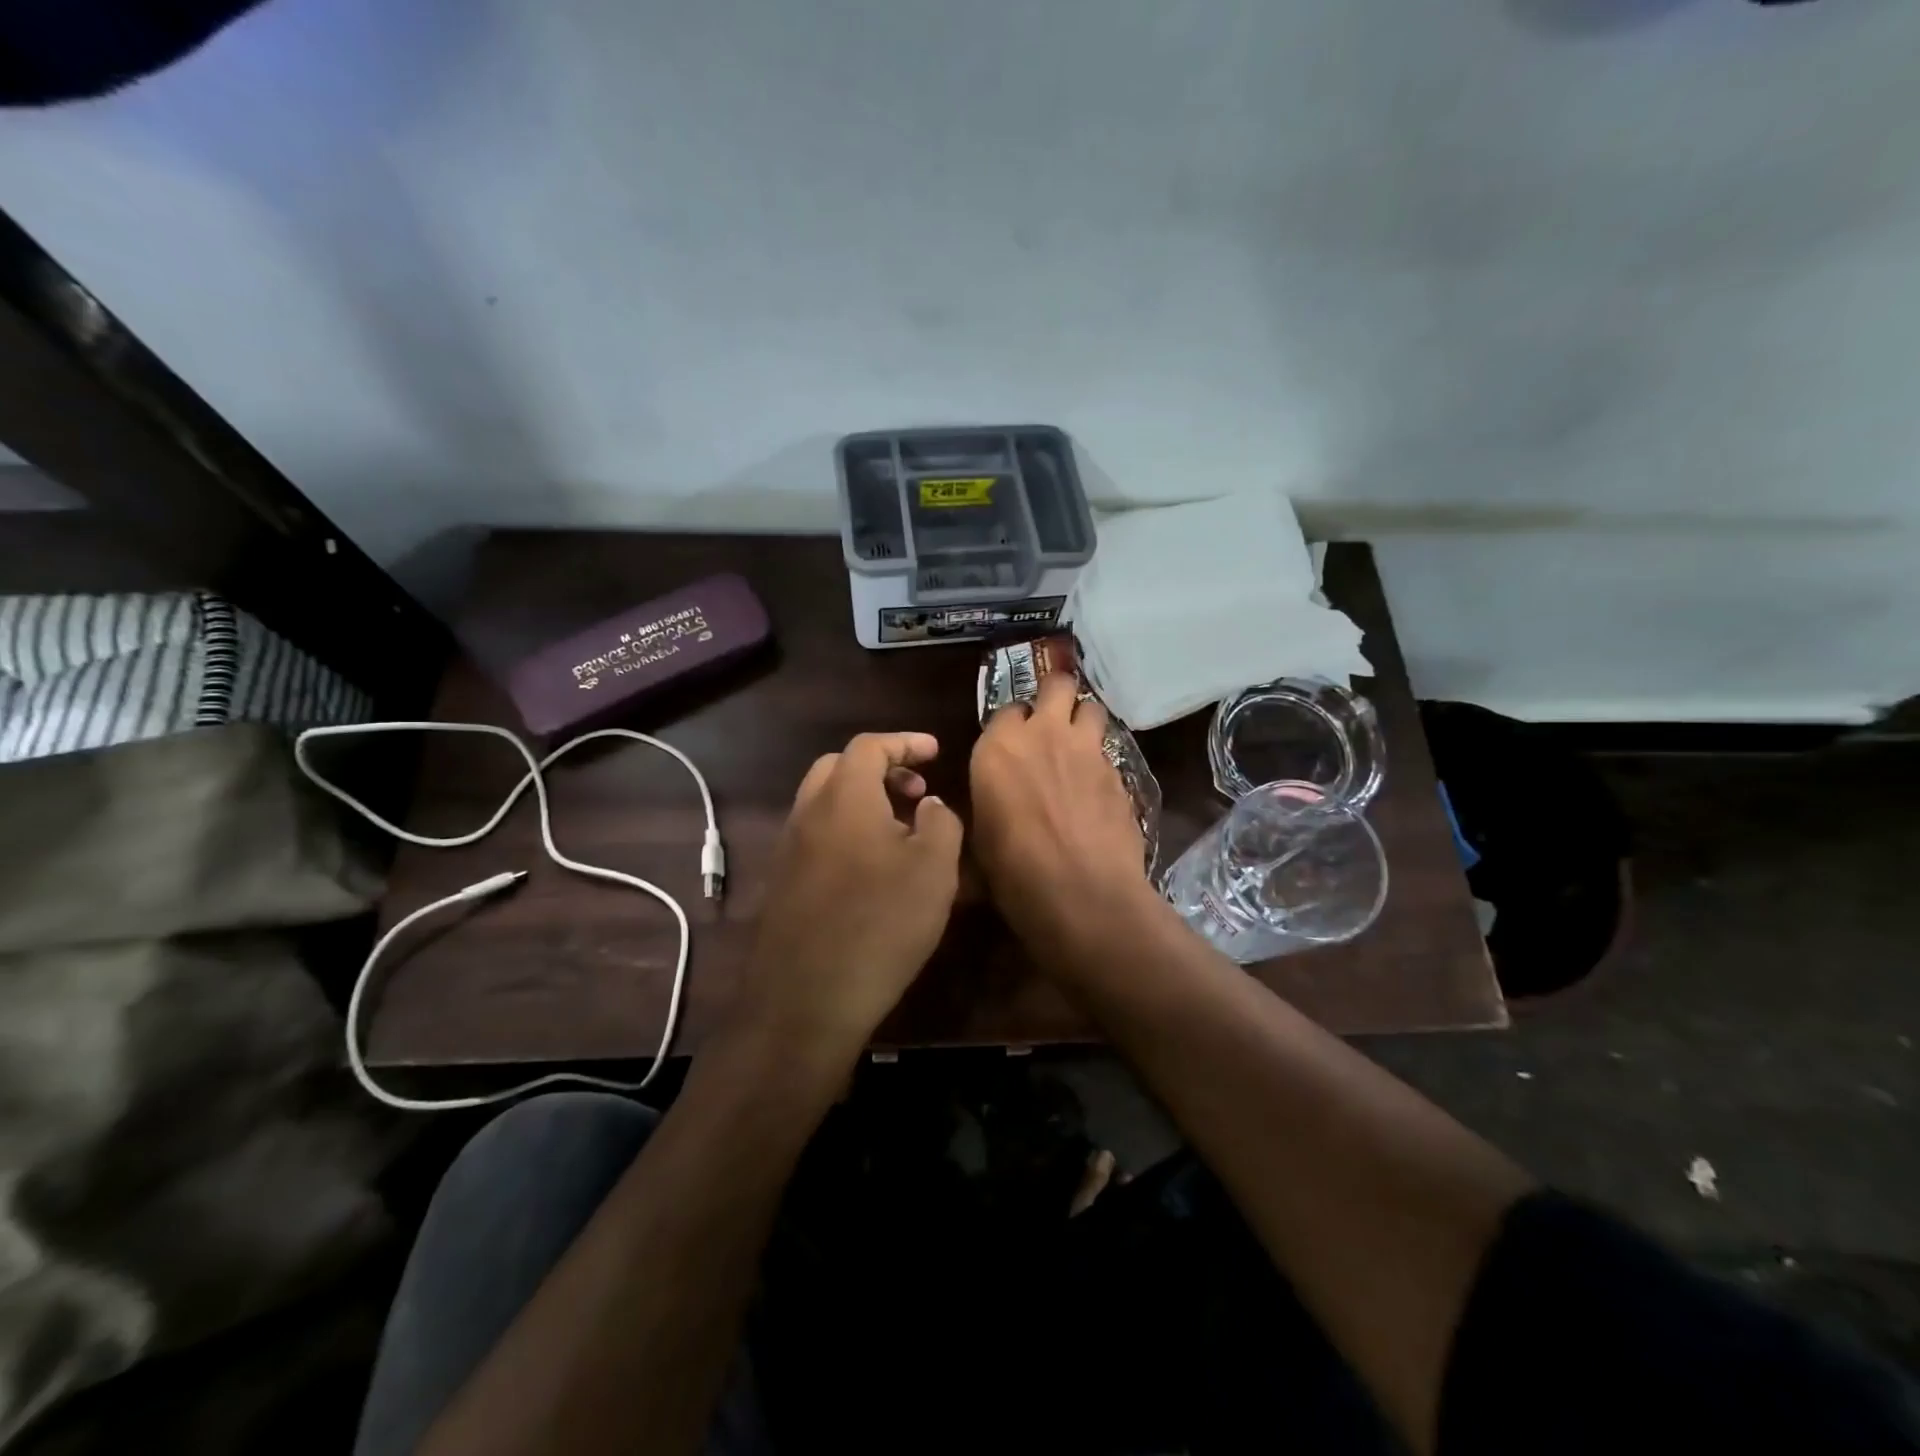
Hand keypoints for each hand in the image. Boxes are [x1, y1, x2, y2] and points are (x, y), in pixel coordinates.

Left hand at [736, 732, 962, 1064]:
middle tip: (917, 791)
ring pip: (826, 802)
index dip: (905, 742)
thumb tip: (930, 805)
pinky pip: (818, 836)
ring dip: (863, 801)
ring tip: (901, 829)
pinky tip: (873, 868)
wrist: (805, 999)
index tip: (935, 751)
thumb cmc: (879, 924)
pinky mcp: (783, 882)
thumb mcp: (933, 870)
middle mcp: (808, 813)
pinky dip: (847, 830)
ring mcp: (789, 849)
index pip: (870, 746)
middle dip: (881, 768)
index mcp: (844, 797)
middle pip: (840, 767)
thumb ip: (941, 823)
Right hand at [970, 672, 1156, 962]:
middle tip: (1053, 716)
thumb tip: (992, 801)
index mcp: (998, 748)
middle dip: (1056, 693)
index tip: (1012, 742)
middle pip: (1057, 685)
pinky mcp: (1119, 771)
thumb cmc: (1014, 872)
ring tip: (1079, 744)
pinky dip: (1101, 759)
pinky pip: (1108, 750)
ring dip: (1084, 720)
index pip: (1006, 709)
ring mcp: (1087, 750)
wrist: (1082, 893)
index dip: (1012, 724)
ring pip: (1092, 708)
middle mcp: (1043, 735)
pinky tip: (1097, 787)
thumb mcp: (980, 837)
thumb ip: (987, 801)